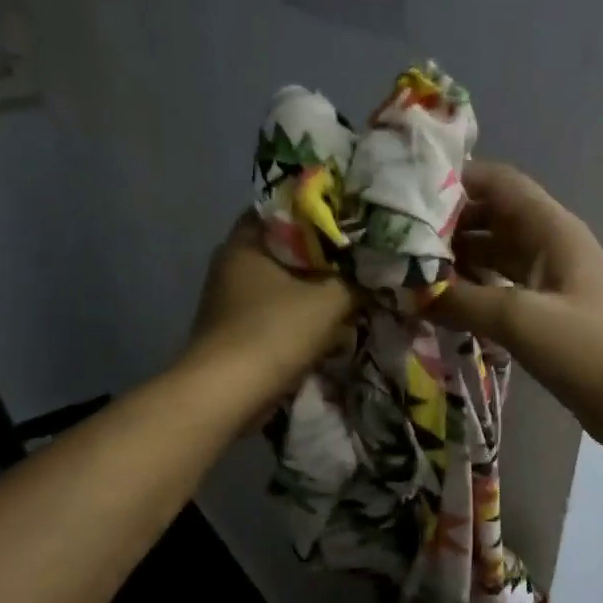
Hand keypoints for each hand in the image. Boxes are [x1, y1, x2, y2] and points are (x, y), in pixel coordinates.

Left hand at [185, 214, 355, 405]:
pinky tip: (329, 327)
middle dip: (323, 258)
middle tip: (360, 260)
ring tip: (352, 294)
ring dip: (314, 291)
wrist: (227, 394)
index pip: (285, 209)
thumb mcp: (329, 300)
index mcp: (245, 241)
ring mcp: (231, 299)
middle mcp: (232, 263)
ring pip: (284, 284)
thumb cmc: (274, 331)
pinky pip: (277, 312)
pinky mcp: (237, 330)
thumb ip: (356, 281)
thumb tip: (375, 273)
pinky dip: (301, 317)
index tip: (352, 221)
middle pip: (287, 249)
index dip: (320, 211)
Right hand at [431, 162, 602, 455]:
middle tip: (397, 241)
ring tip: (409, 273)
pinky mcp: (549, 314)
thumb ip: (461, 301)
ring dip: (457, 261)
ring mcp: (551, 281)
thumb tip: (409, 292)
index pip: (499, 183)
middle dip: (448, 225)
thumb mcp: (520, 319)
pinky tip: (442, 307)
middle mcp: (551, 245)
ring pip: (495, 256)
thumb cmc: (589, 350)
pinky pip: (502, 289)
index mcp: (552, 229)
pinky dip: (473, 292)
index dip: (456, 180)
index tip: (407, 194)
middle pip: (492, 217)